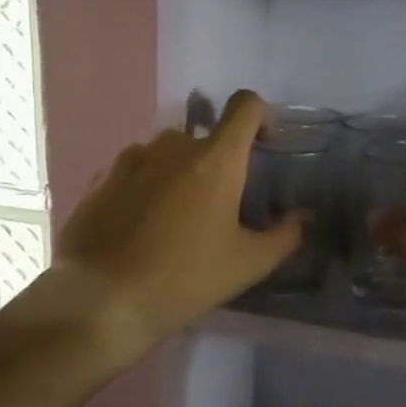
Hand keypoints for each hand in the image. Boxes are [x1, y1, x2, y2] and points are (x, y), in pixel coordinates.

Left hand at [54, 90, 304, 358]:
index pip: (245, 106)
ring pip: (166, 154)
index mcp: (215, 158)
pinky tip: (141, 228)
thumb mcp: (246, 264)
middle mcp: (172, 146)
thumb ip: (285, 236)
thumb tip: (305, 218)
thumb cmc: (184, 278)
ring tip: (176, 221)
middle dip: (217, 162)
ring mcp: (130, 159)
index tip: (264, 147)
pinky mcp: (100, 179)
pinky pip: (134, 171)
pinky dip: (146, 187)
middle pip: (204, 136)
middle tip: (218, 207)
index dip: (262, 117)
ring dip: (179, 174)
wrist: (101, 300)